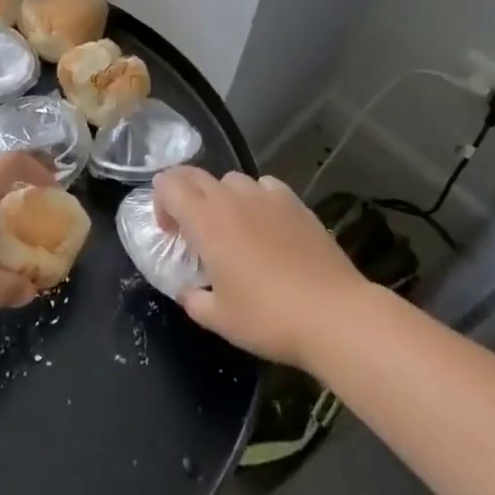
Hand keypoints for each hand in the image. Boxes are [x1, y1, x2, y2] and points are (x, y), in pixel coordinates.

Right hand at [153, 166, 366, 369]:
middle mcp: (233, 198)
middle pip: (196, 175)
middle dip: (185, 194)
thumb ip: (194, 299)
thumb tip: (189, 291)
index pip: (169, 184)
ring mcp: (267, 196)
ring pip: (231, 180)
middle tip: (192, 229)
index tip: (170, 232)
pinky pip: (264, 186)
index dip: (160, 201)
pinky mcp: (295, 203)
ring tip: (232, 229)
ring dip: (221, 197)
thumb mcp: (219, 319)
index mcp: (207, 221)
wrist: (333, 314)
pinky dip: (255, 198)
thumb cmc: (268, 317)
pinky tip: (266, 225)